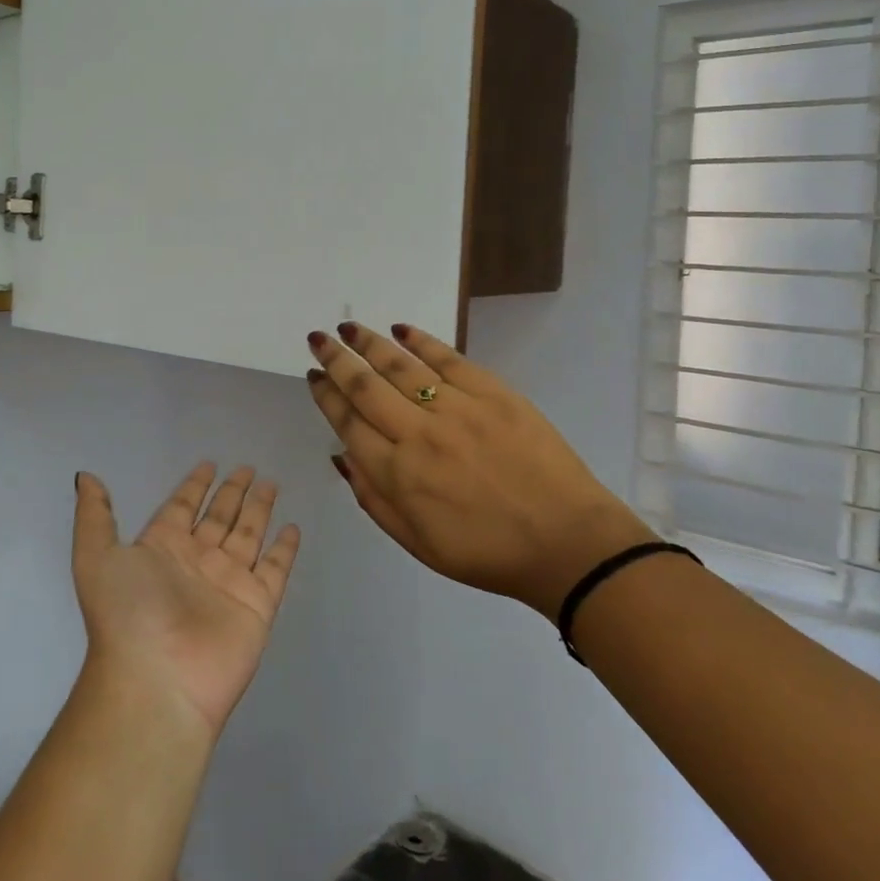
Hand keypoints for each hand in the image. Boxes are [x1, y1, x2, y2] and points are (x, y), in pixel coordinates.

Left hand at [71, 464, 301, 737]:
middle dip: (232, 492)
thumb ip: (95, 516)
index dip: (194, 486)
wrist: (157, 681)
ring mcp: (229, 583)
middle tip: (248, 467)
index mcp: (161, 549)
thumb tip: (87, 477)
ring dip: (259, 510)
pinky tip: (293, 527)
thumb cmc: (127, 614)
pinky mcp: (257, 604)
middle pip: (219, 517)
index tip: (209, 463)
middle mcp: (196, 562)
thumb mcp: (96, 558)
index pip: (181, 507)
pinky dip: (285, 549)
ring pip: (248, 535)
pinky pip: (275, 568)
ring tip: (271, 484)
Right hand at [305, 322, 652, 624]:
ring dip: (369, 343)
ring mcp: (457, 408)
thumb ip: (373, 498)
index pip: (348, 423)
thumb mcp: (417, 543)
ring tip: (348, 328)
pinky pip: (448, 359)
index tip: (313, 376)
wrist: (566, 542)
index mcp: (398, 474)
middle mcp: (419, 433)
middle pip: (365, 387)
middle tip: (317, 338)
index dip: (326, 396)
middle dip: (336, 360)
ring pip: (401, 366)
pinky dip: (421, 341)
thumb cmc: (486, 552)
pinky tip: (402, 329)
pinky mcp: (493, 393)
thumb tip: (341, 455)